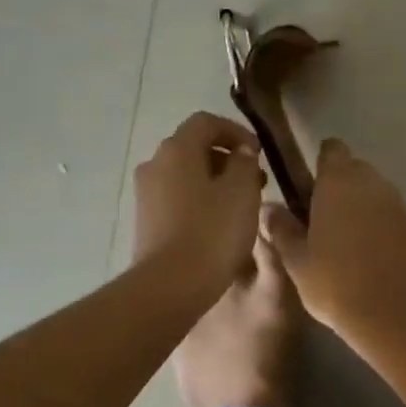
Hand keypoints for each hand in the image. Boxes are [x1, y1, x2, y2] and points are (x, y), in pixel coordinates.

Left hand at [132, 112, 263, 293]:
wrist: (171, 284)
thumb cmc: (213, 232)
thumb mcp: (242, 192)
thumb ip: (245, 163)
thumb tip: (241, 152)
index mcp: (177, 149)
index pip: (206, 122)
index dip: (236, 131)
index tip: (259, 152)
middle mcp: (155, 163)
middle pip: (193, 148)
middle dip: (227, 159)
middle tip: (256, 181)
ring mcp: (146, 194)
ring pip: (185, 175)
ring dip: (214, 182)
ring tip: (241, 205)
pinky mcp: (146, 221)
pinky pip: (177, 198)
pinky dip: (200, 200)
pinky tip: (219, 224)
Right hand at [262, 138, 405, 346]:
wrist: (391, 313)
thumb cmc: (333, 283)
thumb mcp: (296, 259)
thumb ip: (282, 228)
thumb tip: (270, 208)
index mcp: (339, 182)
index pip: (332, 150)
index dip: (321, 162)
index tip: (309, 186)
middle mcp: (372, 184)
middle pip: (356, 169)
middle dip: (341, 185)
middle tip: (322, 217)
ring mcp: (398, 206)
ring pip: (376, 193)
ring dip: (362, 206)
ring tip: (345, 240)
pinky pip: (392, 217)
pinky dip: (381, 227)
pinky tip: (370, 256)